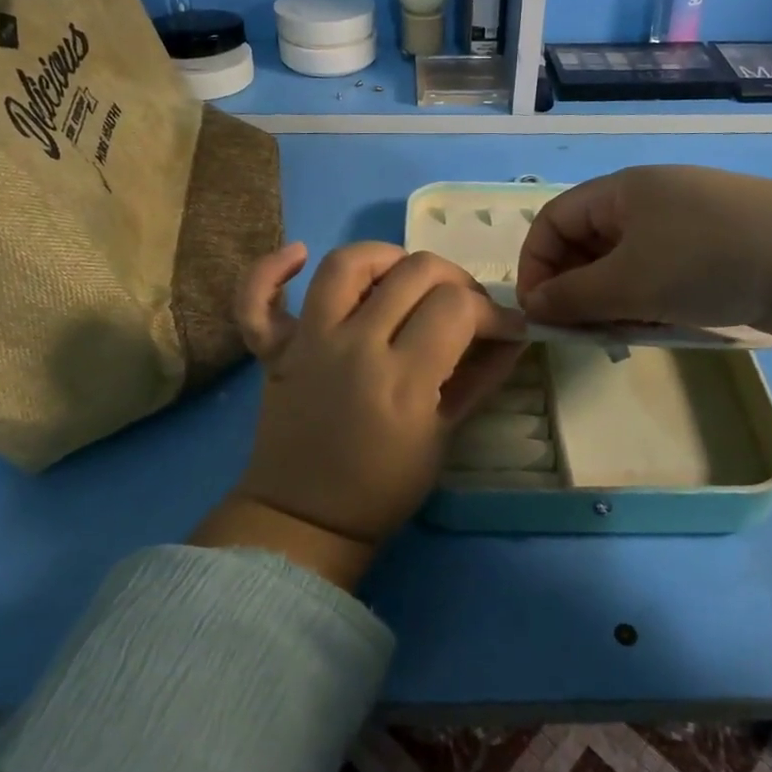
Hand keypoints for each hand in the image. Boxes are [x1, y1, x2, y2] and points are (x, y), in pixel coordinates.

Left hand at [208, 242, 525, 569]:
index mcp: (402, 379)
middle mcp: (354, 346)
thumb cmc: (383, 487)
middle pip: (415, 273)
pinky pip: (257, 297)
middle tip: (465, 307)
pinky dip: (272, 270)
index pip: (458, 307)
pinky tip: (299, 254)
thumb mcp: (444, 437)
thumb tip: (514, 336)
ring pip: (346, 263)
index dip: (493, 311)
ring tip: (404, 275)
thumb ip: (481, 379)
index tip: (506, 328)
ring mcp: (308, 342)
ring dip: (387, 257)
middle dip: (457, 280)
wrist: (305, 517)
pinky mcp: (274, 349)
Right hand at [517, 166, 771, 443]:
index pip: (554, 221)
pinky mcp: (721, 246)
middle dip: (577, 288)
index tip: (539, 312)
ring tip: (628, 332)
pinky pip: (665, 272)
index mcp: (621, 190)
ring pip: (628, 262)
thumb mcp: (627, 283)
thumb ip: (571, 296)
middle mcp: (651, 198)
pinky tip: (664, 325)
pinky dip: (652, 299)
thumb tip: (533, 305)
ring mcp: (690, 221)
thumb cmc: (706, 261)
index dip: (536, 265)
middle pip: (589, 242)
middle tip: (582, 331)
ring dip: (615, 300)